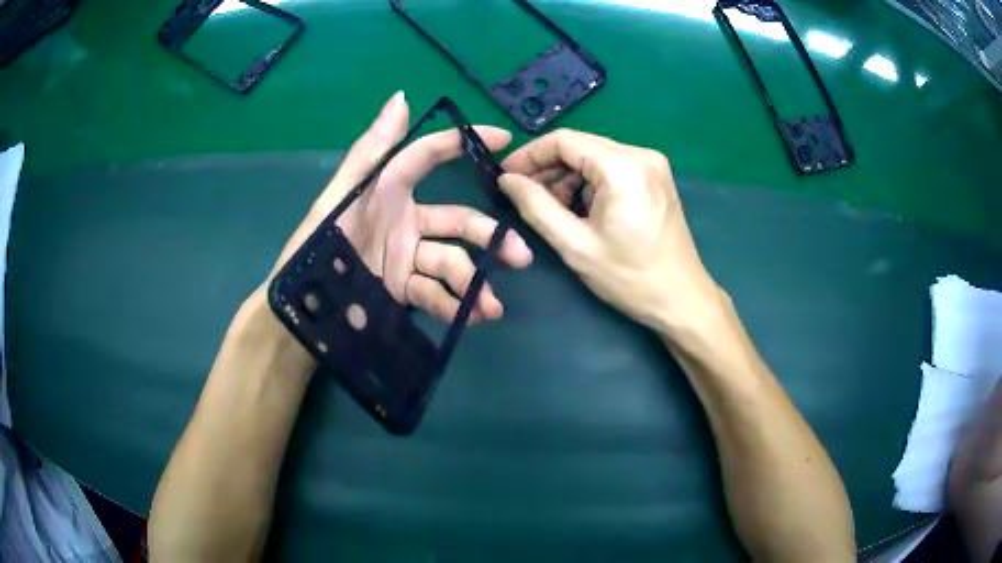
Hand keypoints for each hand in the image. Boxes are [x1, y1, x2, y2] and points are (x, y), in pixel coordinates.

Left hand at [273, 92, 532, 322]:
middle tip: (520, 255)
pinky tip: (470, 317)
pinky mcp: (404, 291)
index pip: (429, 157)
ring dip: (474, 283)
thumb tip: (402, 96)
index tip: (504, 138)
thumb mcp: (342, 194)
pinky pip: (435, 295)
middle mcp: (406, 221)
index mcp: (390, 190)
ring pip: (452, 263)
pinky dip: (454, 306)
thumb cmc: (318, 242)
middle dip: (489, 236)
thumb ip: (372, 150)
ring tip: (490, 307)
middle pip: (458, 221)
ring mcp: (408, 258)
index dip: (463, 142)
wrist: (303, 304)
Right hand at [498, 129, 721, 334]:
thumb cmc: (629, 278)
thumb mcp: (575, 245)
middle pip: (580, 146)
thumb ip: (536, 206)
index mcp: (623, 166)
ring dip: (568, 178)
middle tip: (524, 197)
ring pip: (594, 157)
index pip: (564, 140)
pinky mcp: (656, 177)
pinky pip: (611, 168)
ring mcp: (652, 165)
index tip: (505, 177)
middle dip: (548, 169)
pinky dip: (589, 184)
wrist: (681, 300)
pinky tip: (579, 210)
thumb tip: (506, 180)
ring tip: (551, 210)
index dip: (529, 155)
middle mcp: (641, 154)